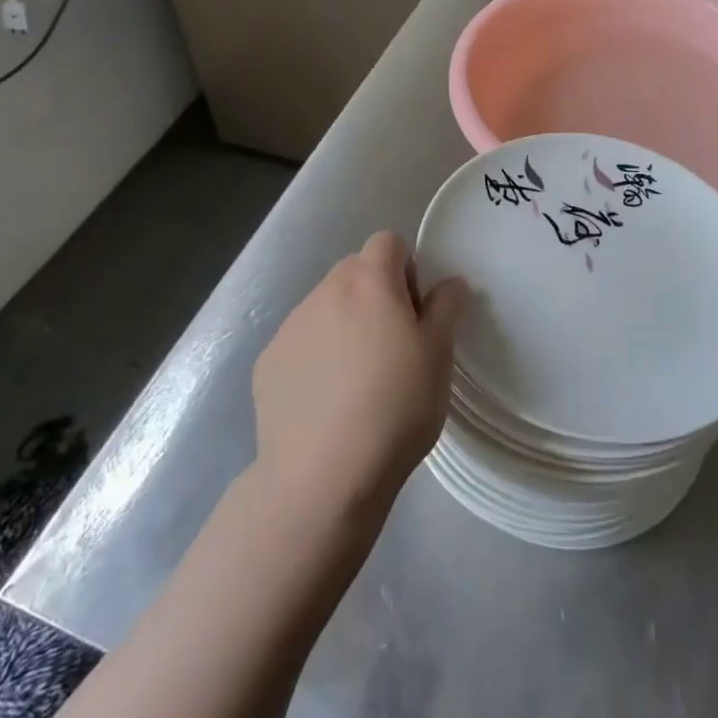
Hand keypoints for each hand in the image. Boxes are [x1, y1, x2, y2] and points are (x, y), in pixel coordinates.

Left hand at [251, 232, 467, 526]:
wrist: (323, 475)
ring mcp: (290, 327)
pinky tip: (327, 401)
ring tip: (358, 379)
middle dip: (375, 293)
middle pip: (354, 271)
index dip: (406, 268)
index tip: (415, 311)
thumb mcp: (439, 356)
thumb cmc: (396, 407)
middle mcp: (324, 292)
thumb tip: (449, 282)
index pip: (387, 242)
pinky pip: (300, 343)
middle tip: (392, 344)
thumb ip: (446, 308)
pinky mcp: (268, 363)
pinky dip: (316, 357)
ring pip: (325, 307)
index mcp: (369, 282)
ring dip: (344, 324)